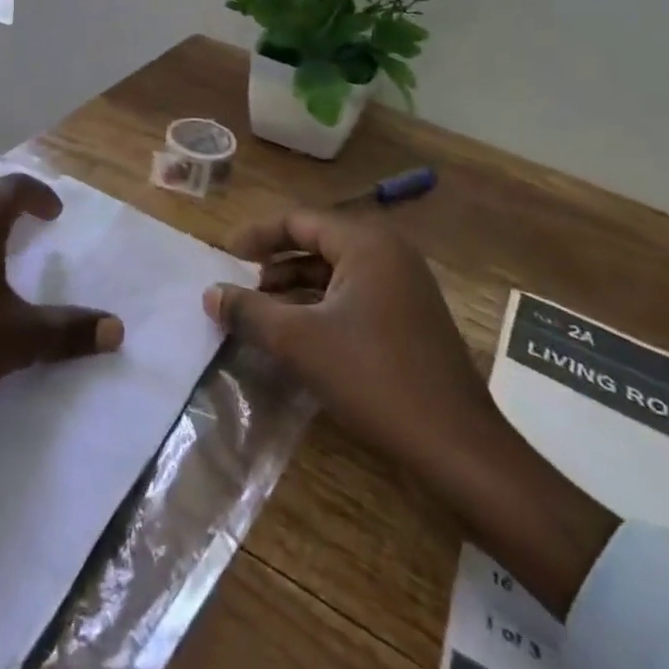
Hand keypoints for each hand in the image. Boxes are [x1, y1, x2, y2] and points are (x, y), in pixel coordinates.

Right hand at [206, 209, 617, 618]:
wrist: (458, 447)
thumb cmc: (374, 378)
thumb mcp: (299, 341)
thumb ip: (250, 311)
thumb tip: (210, 293)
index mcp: (367, 243)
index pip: (299, 221)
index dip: (257, 236)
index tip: (224, 256)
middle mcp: (389, 254)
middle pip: (317, 245)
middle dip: (274, 267)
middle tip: (239, 290)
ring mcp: (405, 287)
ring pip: (335, 275)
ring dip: (295, 291)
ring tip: (261, 316)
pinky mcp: (411, 319)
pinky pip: (354, 298)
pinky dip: (321, 310)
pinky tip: (298, 338)